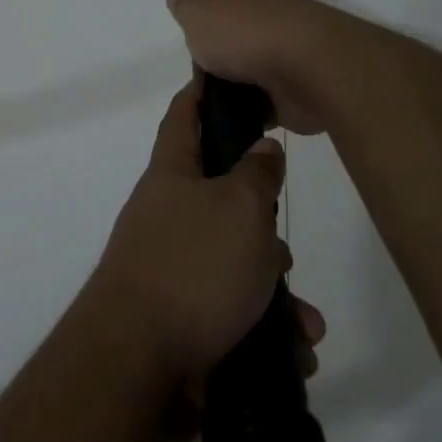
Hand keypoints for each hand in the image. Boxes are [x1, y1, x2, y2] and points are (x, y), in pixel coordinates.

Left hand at [90, 79, 310, 381]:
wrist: (137, 365)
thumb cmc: (193, 267)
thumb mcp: (240, 208)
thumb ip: (257, 174)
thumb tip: (261, 149)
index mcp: (173, 174)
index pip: (184, 115)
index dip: (203, 92)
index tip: (226, 77)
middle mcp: (169, 215)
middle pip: (222, 198)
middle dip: (262, 224)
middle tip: (283, 247)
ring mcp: (173, 268)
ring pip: (237, 262)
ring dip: (275, 290)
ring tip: (304, 321)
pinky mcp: (183, 317)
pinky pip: (234, 310)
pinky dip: (266, 328)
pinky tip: (295, 352)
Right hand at [166, 0, 333, 135]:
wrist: (306, 66)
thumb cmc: (241, 31)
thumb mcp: (198, 17)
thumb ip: (185, 8)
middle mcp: (260, 9)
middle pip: (237, 7)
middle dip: (219, 16)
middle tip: (196, 31)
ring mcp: (280, 43)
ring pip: (250, 49)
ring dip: (233, 63)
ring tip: (206, 83)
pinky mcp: (291, 78)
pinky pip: (262, 89)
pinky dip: (248, 99)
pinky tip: (230, 113)